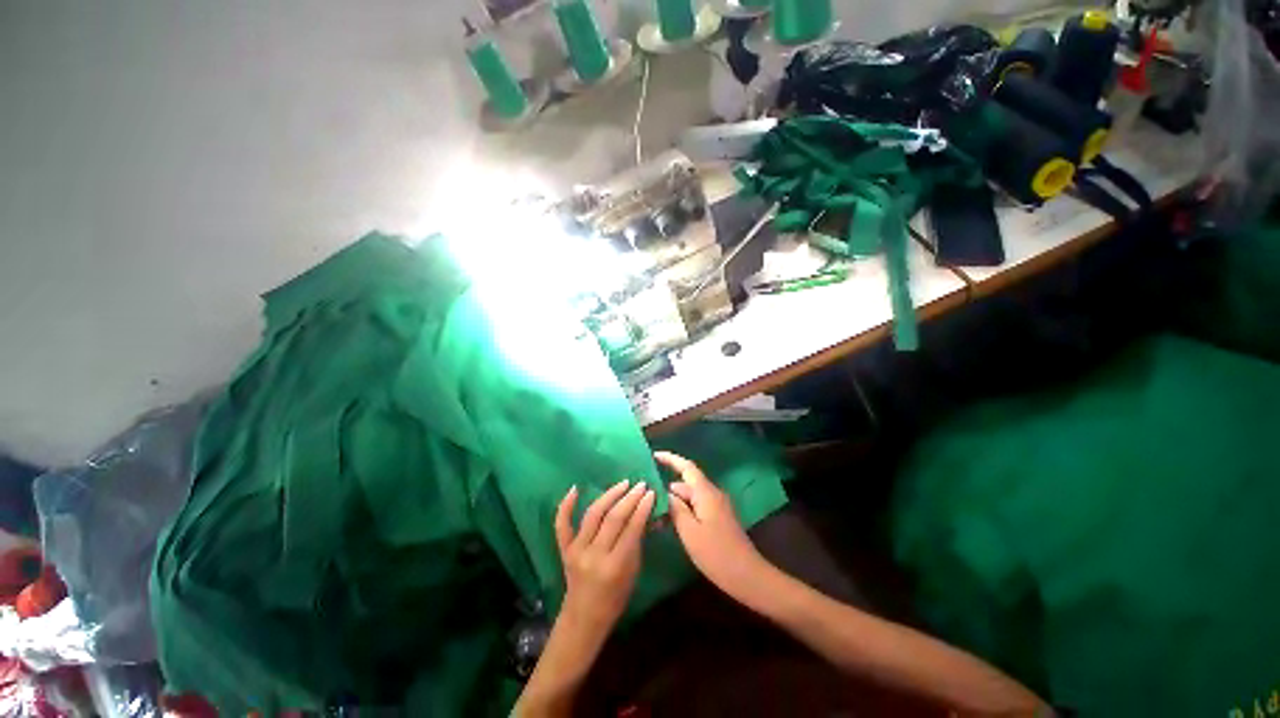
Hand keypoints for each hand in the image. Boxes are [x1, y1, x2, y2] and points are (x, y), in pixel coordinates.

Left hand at [554, 480, 655, 637]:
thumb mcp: (633, 573)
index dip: (642, 508)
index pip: (631, 529)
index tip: (651, 492)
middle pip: (613, 518)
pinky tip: (575, 488)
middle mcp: (594, 555)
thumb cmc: (615, 599)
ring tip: (623, 483)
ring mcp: (576, 550)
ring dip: (609, 495)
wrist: (583, 619)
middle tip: (641, 484)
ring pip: (593, 514)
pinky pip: (562, 524)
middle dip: (629, 498)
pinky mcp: (564, 549)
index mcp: (615, 566)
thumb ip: (637, 543)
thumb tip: (646, 514)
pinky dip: (566, 505)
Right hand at [655, 451, 769, 601]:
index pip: (686, 467)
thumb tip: (666, 493)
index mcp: (706, 493)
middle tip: (646, 499)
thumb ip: (676, 509)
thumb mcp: (689, 532)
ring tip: (654, 514)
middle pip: (686, 484)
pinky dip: (683, 511)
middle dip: (667, 489)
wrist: (748, 576)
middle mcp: (712, 494)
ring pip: (690, 497)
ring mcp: (717, 506)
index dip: (670, 459)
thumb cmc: (716, 554)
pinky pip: (697, 507)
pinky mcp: (718, 518)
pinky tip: (670, 523)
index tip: (653, 456)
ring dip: (674, 503)